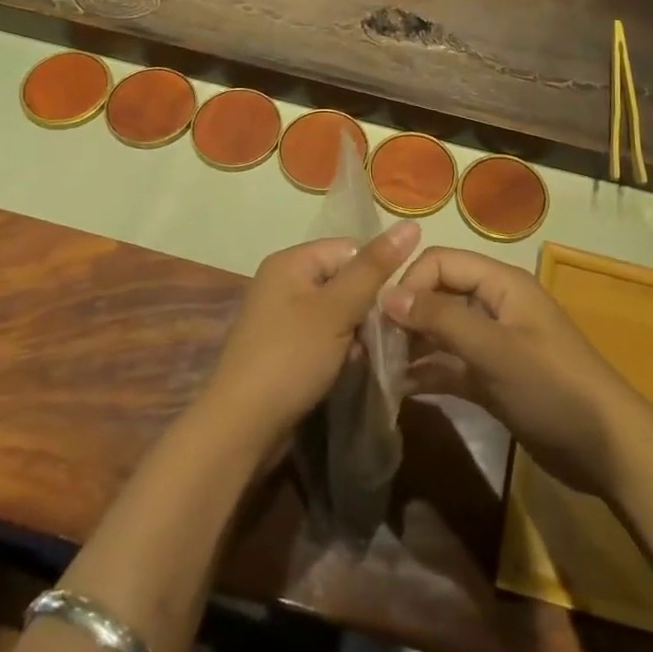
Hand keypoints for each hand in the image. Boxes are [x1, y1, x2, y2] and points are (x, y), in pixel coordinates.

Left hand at [202, 221, 421, 452]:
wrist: (241, 428)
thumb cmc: (291, 358)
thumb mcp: (338, 309)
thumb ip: (375, 268)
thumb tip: (411, 223)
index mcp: (291, 261)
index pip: (350, 249)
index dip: (375, 274)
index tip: (392, 305)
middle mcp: (283, 281)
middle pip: (344, 280)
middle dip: (366, 307)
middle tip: (380, 336)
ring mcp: (281, 317)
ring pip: (337, 311)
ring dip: (356, 332)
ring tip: (364, 355)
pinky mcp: (283, 348)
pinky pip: (323, 336)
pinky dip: (339, 349)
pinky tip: (347, 368)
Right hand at [384, 249, 648, 496]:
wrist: (607, 449)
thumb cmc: (553, 388)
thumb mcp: (495, 350)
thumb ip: (442, 319)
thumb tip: (388, 295)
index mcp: (501, 284)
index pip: (441, 262)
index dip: (410, 283)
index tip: (382, 321)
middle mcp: (494, 305)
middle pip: (438, 294)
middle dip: (406, 315)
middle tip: (372, 348)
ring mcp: (493, 343)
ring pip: (441, 331)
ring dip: (411, 345)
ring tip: (378, 370)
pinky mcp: (492, 378)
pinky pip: (450, 365)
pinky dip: (427, 372)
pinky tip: (399, 390)